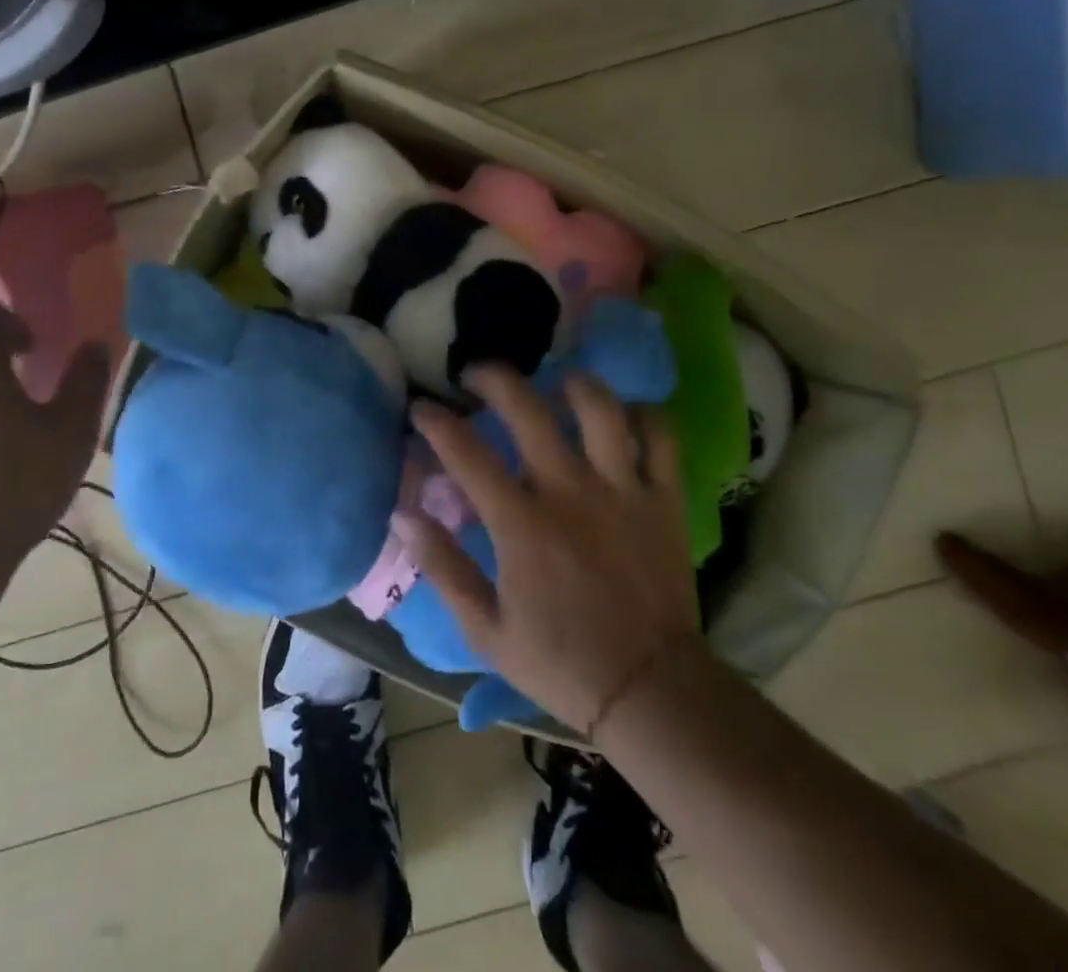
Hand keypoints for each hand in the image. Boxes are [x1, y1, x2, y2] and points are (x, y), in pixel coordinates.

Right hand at [397, 365, 698, 735]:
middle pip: (528, 409)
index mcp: (521, 524)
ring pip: (599, 409)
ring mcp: (622, 490)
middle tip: (477, 376)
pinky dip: (644, 415)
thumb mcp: (485, 629)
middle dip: (495, 379)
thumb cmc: (561, 662)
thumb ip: (442, 566)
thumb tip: (403, 514)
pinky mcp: (664, 499)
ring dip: (573, 384)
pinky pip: (661, 438)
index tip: (421, 408)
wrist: (650, 691)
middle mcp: (569, 492)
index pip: (466, 453)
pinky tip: (624, 416)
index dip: (436, 422)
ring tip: (556, 382)